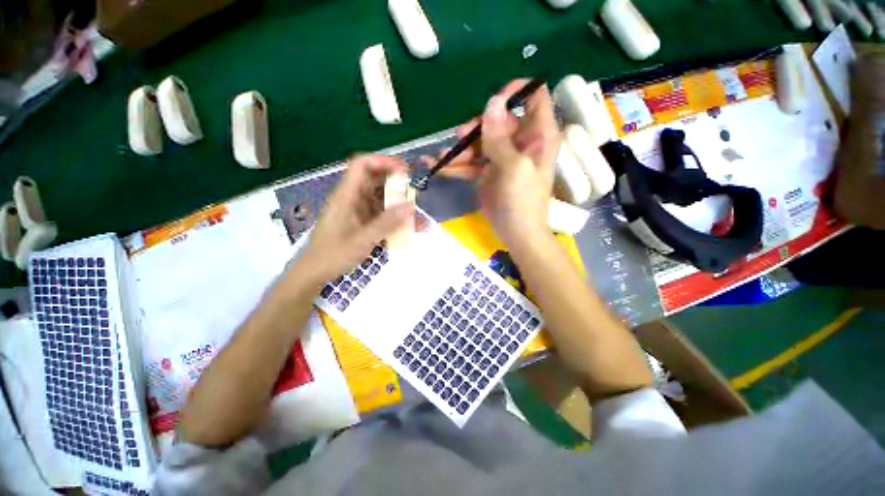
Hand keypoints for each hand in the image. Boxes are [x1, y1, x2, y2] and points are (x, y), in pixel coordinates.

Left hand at [293, 155, 413, 284]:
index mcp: (346, 196)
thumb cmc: (333, 255)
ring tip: (417, 213)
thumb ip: (387, 223)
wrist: (315, 272)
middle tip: (416, 192)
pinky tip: (408, 227)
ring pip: (380, 197)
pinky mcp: (362, 221)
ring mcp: (358, 210)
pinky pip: (381, 213)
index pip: (362, 165)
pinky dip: (395, 217)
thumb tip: (411, 206)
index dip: (383, 162)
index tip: (405, 171)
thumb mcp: (362, 240)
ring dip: (398, 203)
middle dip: (396, 183)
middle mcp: (352, 198)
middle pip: (374, 179)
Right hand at [423, 79, 560, 248]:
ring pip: (479, 141)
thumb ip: (500, 137)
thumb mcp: (513, 168)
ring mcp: (502, 156)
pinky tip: (438, 167)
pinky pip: (471, 161)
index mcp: (538, 135)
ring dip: (459, 149)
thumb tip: (492, 102)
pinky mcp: (488, 171)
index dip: (514, 92)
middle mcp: (521, 141)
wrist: (516, 233)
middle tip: (459, 139)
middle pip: (497, 120)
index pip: (534, 97)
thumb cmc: (522, 200)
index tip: (493, 103)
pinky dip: (456, 165)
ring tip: (440, 158)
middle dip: (476, 128)